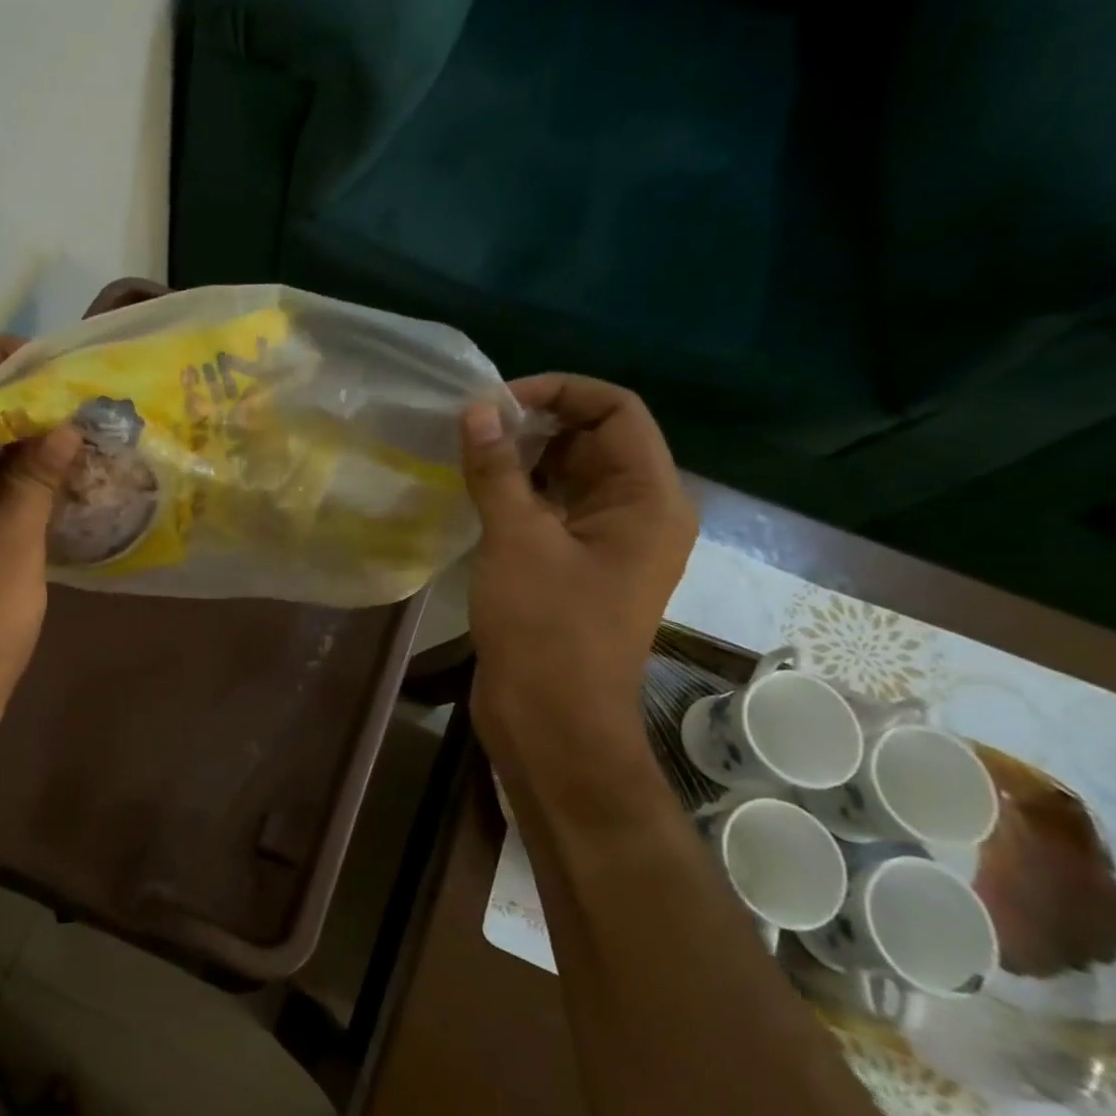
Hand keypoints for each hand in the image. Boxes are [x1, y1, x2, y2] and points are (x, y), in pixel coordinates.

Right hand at [460, 375, 694, 759]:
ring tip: (466, 457)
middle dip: (534, 426)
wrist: (552, 723)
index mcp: (649, 500)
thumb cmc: (546, 628)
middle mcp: (638, 514)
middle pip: (593, 441)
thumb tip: (476, 411)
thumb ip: (497, 469)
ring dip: (521, 462)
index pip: (615, 411)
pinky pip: (552, 513)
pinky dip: (518, 496)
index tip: (495, 403)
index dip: (559, 392)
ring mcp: (606, 545)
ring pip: (567, 478)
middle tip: (471, 430)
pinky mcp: (575, 569)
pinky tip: (475, 496)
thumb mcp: (517, 539)